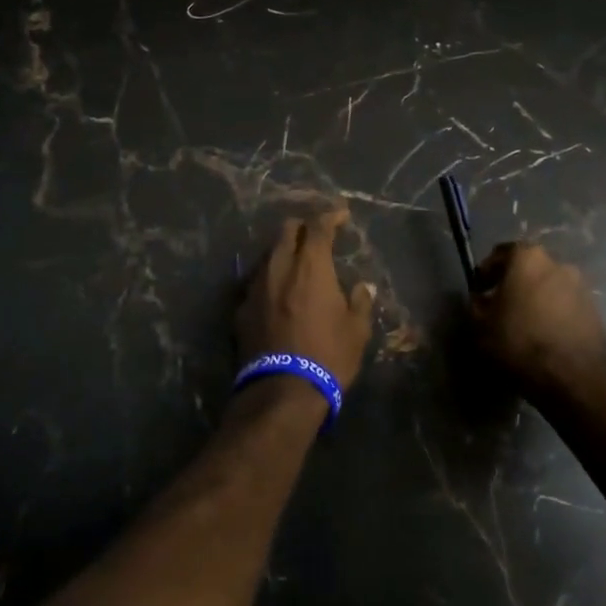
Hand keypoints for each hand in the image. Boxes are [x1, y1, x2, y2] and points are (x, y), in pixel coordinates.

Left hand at [236, 207, 375, 392]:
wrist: (281, 391)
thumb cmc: (327, 356)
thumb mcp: (356, 331)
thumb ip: (360, 302)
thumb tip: (363, 287)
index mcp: (311, 266)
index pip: (319, 226)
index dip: (331, 215)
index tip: (341, 214)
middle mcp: (280, 267)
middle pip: (287, 230)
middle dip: (303, 226)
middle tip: (316, 234)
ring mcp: (256, 286)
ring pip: (269, 254)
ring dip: (284, 251)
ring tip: (296, 262)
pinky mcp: (241, 307)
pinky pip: (257, 281)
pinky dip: (270, 278)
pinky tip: (277, 292)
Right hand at [470, 243, 605, 400]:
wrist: (573, 379)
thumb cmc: (519, 342)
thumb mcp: (480, 325)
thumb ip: (476, 304)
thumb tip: (481, 299)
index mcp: (527, 258)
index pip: (501, 253)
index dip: (487, 271)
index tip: (480, 290)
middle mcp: (558, 263)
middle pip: (529, 268)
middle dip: (514, 283)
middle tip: (501, 306)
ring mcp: (582, 287)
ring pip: (550, 286)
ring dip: (537, 299)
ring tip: (525, 324)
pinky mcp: (597, 311)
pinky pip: (567, 306)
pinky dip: (555, 314)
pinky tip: (546, 336)